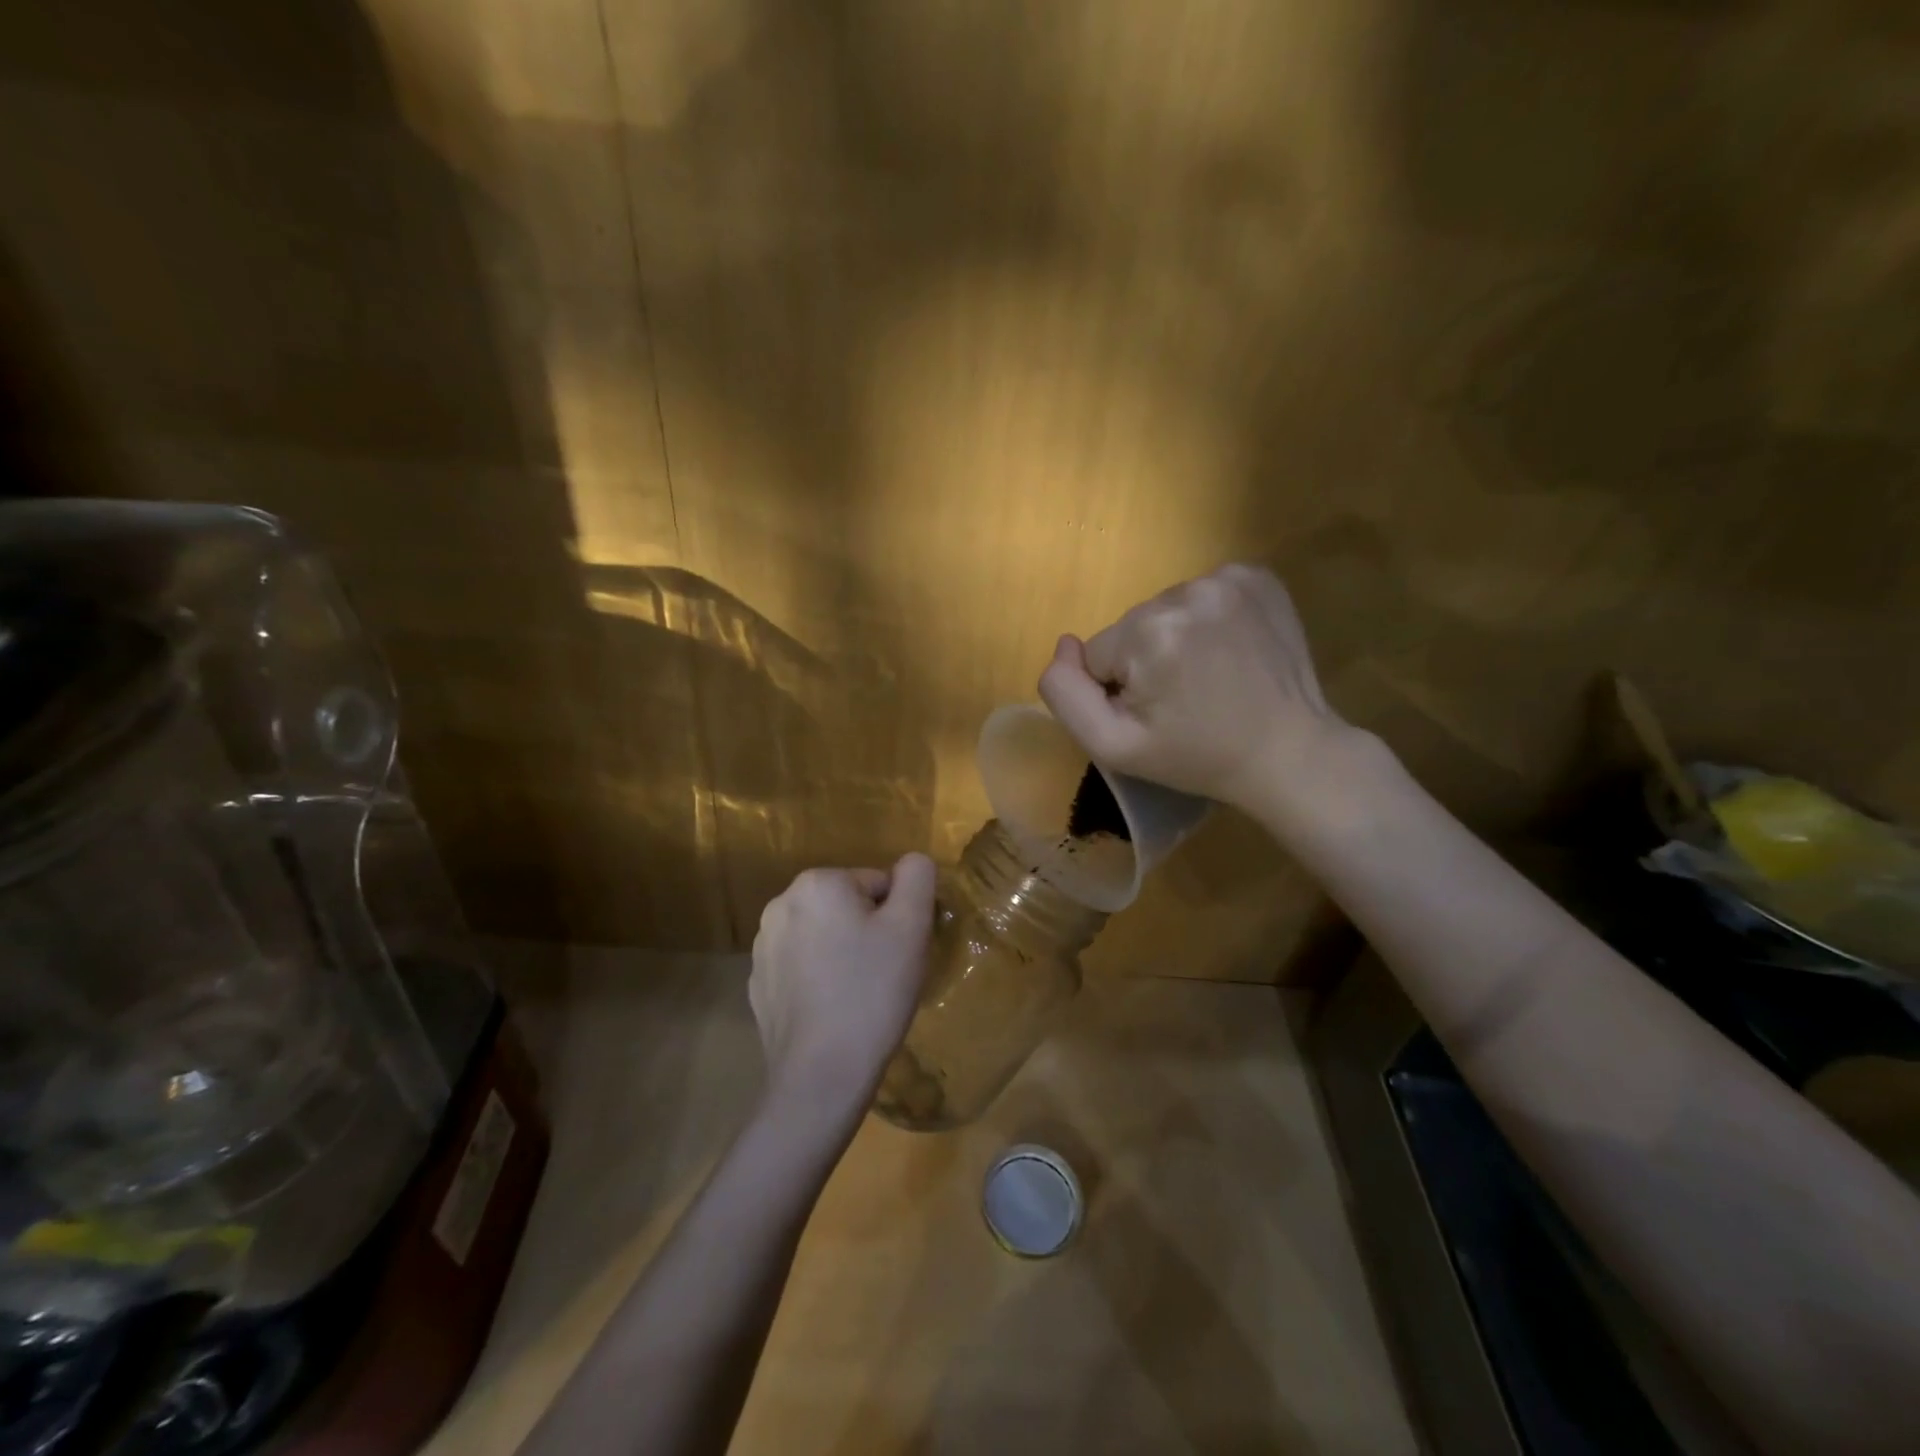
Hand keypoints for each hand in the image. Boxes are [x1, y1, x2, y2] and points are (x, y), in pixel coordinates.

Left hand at [750, 854, 937, 1119]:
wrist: (821, 1074)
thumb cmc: (872, 992)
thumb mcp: (912, 925)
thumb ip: (917, 877)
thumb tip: (912, 863)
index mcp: (818, 883)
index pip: (878, 884)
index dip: (898, 917)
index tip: (900, 952)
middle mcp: (782, 904)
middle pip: (848, 906)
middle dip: (869, 932)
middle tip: (885, 973)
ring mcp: (764, 946)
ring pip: (825, 936)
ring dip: (844, 953)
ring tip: (859, 994)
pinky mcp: (759, 984)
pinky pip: (803, 967)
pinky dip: (820, 979)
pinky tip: (834, 1010)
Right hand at [1039, 564, 1355, 814]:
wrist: (1288, 752)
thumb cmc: (1195, 757)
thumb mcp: (1113, 746)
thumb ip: (1066, 695)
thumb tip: (1064, 645)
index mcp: (1147, 633)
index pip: (1098, 653)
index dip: (1118, 689)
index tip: (1156, 713)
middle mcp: (1185, 592)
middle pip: (1132, 627)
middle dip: (1147, 660)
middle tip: (1184, 698)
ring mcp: (1228, 579)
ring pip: (1166, 610)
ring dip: (1177, 638)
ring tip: (1210, 675)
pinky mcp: (1258, 576)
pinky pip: (1204, 593)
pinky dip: (1209, 619)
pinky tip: (1230, 650)